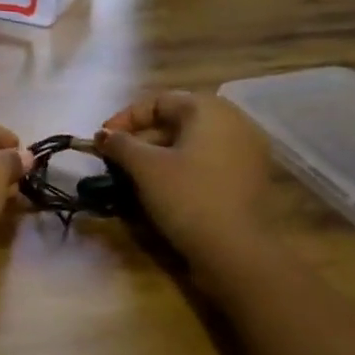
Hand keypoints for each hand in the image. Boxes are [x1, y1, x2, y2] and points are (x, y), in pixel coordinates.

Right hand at [95, 91, 270, 255]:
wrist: (237, 253)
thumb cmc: (188, 197)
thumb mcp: (145, 167)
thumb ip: (120, 144)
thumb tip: (103, 136)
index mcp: (209, 109)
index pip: (158, 101)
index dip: (125, 119)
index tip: (103, 141)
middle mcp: (234, 120)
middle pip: (176, 120)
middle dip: (142, 138)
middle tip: (117, 159)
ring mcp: (248, 150)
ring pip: (192, 142)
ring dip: (160, 154)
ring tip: (135, 175)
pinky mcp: (251, 177)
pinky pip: (209, 160)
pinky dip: (183, 167)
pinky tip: (164, 187)